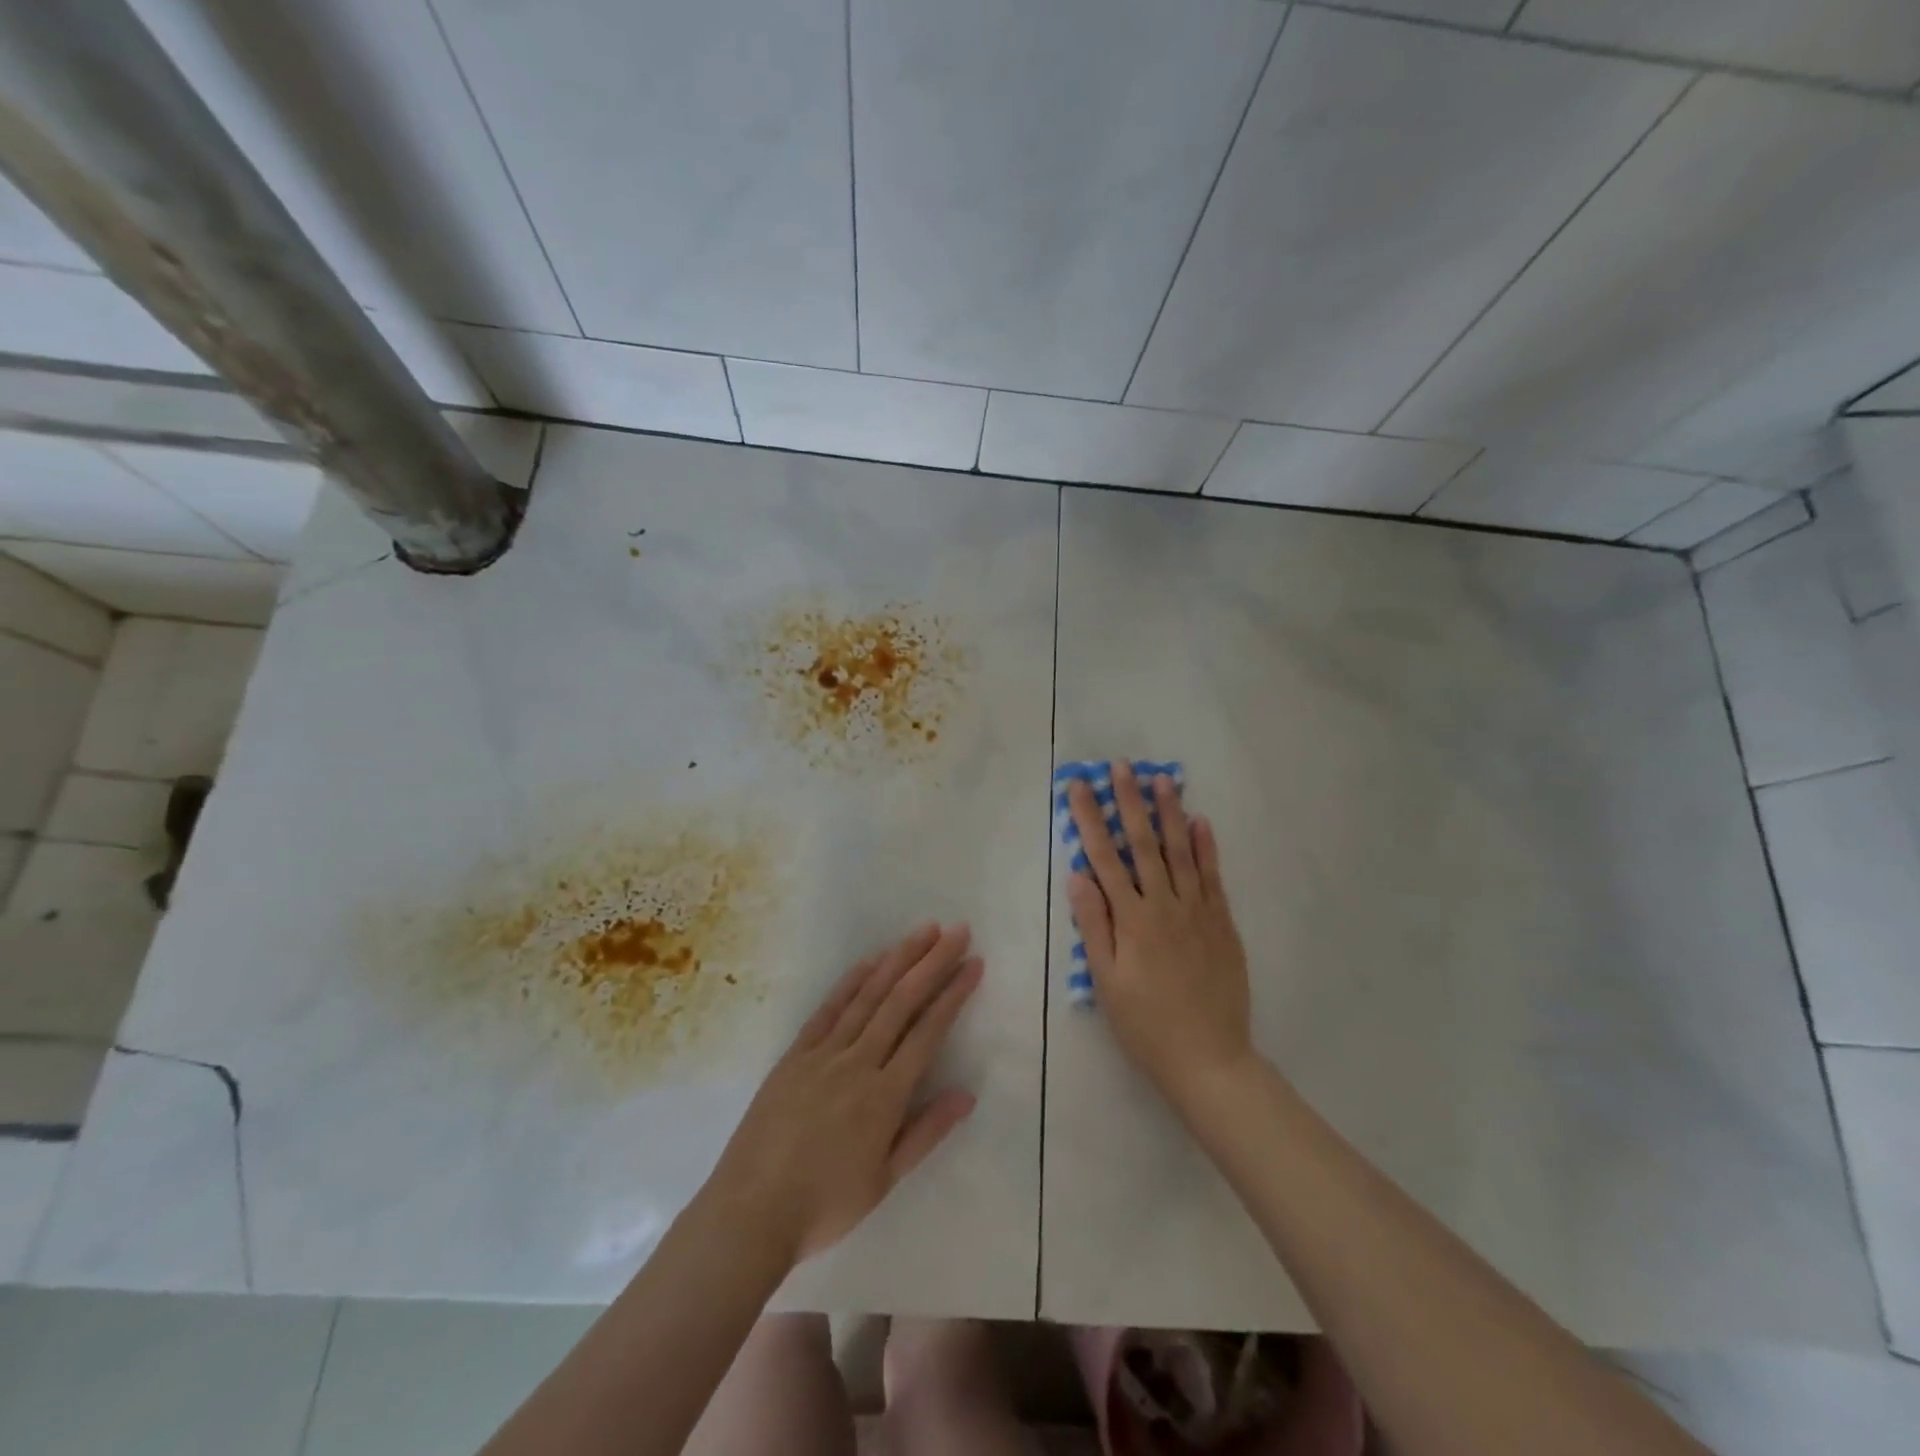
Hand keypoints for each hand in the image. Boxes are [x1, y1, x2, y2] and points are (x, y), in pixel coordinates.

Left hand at [706, 923, 982, 1264]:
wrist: (750, 1212)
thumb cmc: (825, 1205)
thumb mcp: (885, 1180)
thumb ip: (926, 1132)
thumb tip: (967, 1094)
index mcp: (884, 1096)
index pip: (928, 1031)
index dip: (953, 994)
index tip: (973, 963)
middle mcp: (857, 1063)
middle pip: (901, 1001)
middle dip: (932, 962)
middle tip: (957, 931)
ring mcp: (823, 1053)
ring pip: (867, 996)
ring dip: (898, 959)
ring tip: (923, 932)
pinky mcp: (795, 1054)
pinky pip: (828, 1009)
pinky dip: (851, 981)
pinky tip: (869, 961)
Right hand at [1067, 761, 1252, 1108]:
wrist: (1209, 1058)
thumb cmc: (1146, 1024)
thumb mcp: (1106, 981)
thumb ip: (1094, 925)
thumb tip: (1078, 875)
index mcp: (1132, 919)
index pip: (1105, 858)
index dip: (1090, 819)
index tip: (1079, 787)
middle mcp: (1165, 905)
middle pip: (1143, 844)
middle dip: (1129, 802)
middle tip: (1122, 767)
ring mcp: (1198, 911)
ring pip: (1181, 852)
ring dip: (1170, 813)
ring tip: (1162, 780)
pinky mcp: (1222, 923)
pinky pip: (1213, 876)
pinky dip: (1206, 847)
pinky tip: (1201, 822)